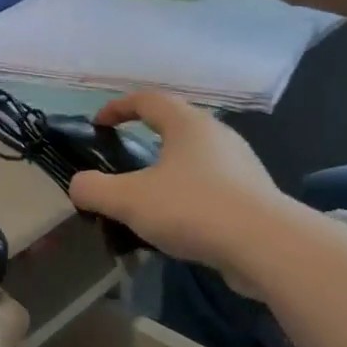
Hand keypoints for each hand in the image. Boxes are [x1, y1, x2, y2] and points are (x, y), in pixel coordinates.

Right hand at [68, 93, 287, 281]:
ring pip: (194, 160)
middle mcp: (217, 136)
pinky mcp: (254, 196)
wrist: (267, 246)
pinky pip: (211, 187)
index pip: (148, 100)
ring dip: (168, 172)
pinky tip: (177, 224)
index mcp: (188, 124)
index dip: (118, 108)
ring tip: (147, 199)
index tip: (98, 124)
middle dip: (145, 140)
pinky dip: (188, 197)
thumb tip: (78, 186)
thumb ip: (93, 189)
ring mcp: (240, 166)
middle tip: (122, 162)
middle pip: (175, 127)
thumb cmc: (193, 208)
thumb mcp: (128, 199)